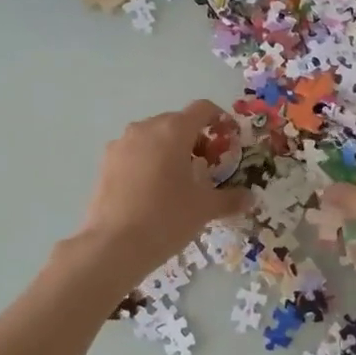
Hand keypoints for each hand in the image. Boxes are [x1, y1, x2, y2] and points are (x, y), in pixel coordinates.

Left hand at [73, 100, 251, 280]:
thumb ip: (230, 199)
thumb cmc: (166, 218)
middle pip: (177, 122)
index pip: (202, 109)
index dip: (220, 120)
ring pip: (153, 137)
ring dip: (169, 150)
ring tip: (178, 180)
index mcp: (174, 130)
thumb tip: (250, 198)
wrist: (113, 245)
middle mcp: (146, 128)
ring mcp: (121, 143)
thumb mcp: (204, 208)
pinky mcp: (105, 162)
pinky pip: (134, 152)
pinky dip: (147, 161)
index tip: (228, 140)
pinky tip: (151, 190)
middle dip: (195, 139)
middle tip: (206, 167)